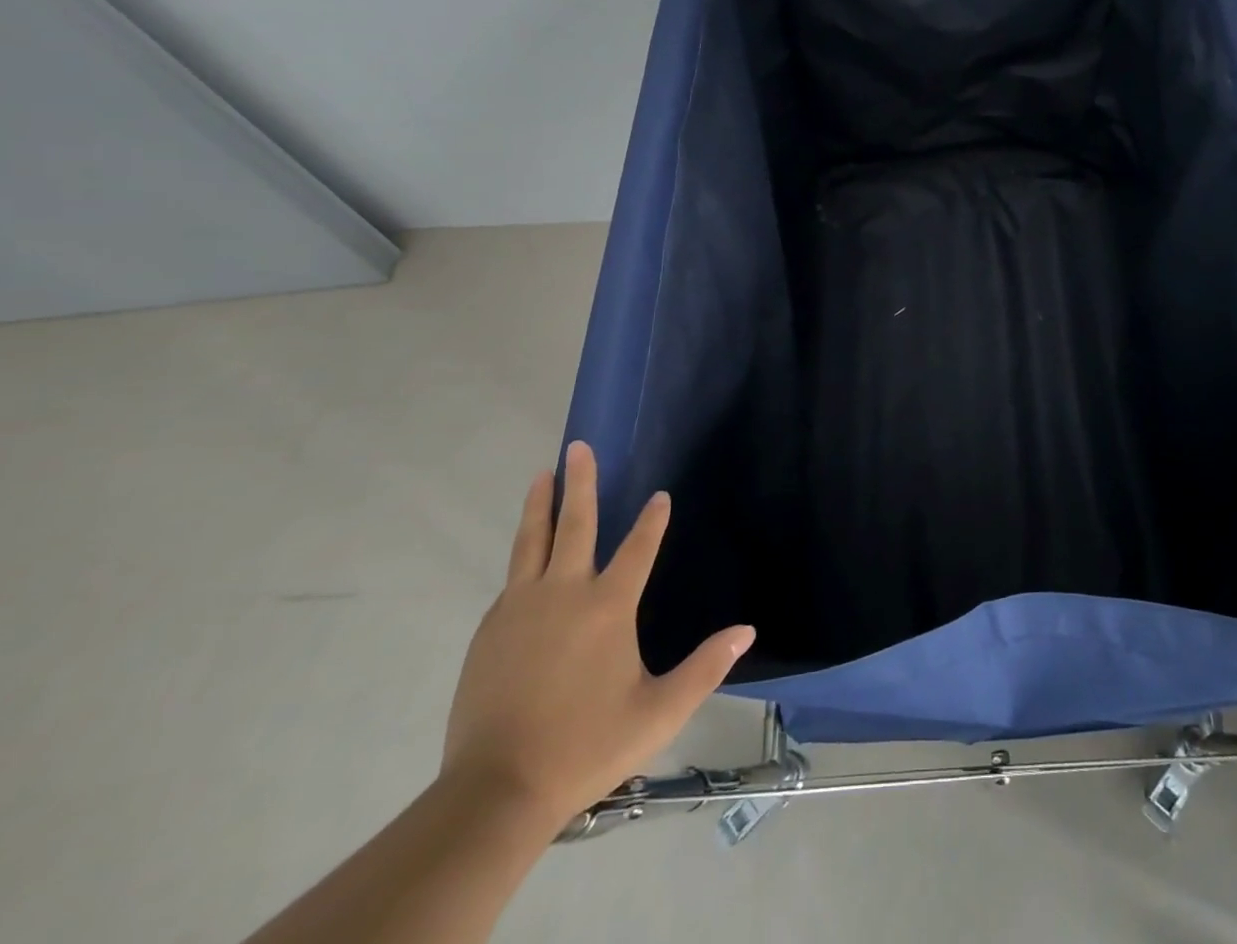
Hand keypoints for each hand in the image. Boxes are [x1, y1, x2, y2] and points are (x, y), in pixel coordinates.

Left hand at [440, 441, 753, 831]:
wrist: (496, 790)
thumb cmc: (587, 745)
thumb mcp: (660, 711)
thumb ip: (706, 668)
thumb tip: (747, 631)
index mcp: (608, 606)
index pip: (638, 548)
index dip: (652, 520)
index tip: (659, 496)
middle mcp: (563, 593)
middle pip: (574, 524)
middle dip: (580, 481)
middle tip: (578, 446)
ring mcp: (520, 609)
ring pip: (531, 542)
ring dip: (540, 506)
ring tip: (542, 475)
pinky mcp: (489, 630)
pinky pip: (512, 580)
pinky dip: (524, 556)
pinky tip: (527, 557)